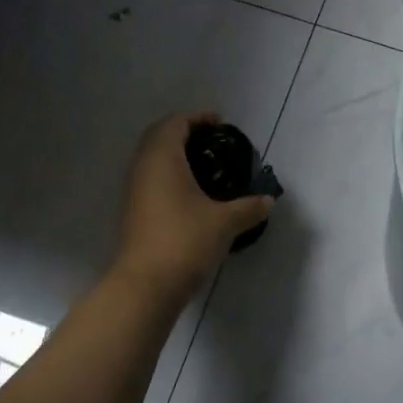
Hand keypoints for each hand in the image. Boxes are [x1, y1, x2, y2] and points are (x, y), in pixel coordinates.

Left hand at [114, 113, 274, 303]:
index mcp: (163, 158)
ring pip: (152, 157)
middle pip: (159, 135)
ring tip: (204, 165)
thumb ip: (248, 207)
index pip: (176, 122)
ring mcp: (134, 189)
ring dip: (174, 153)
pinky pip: (150, 177)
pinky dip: (168, 173)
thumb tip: (268, 200)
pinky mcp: (133, 210)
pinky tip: (189, 191)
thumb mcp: (225, 222)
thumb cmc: (185, 240)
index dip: (197, 117)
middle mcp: (144, 167)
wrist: (146, 285)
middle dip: (184, 131)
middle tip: (211, 141)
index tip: (220, 123)